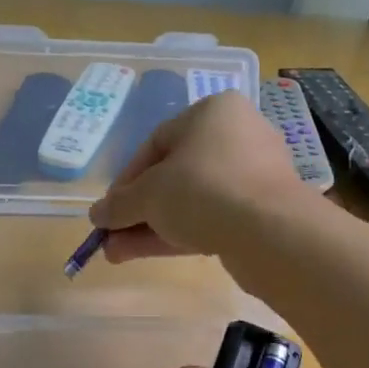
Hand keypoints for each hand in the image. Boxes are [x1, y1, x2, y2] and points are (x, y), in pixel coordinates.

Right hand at [89, 92, 307, 263]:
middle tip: (111, 234)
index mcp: (213, 113)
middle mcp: (236, 137)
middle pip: (174, 175)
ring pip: (190, 201)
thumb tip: (97, 215)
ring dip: (151, 226)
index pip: (156, 143)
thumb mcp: (149, 195)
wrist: (271, 231)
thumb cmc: (203, 189)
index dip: (126, 179)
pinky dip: (177, 234)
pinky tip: (143, 254)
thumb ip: (119, 204)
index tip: (109, 207)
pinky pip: (211, 218)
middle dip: (137, 209)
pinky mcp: (261, 212)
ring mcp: (252, 177)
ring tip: (116, 254)